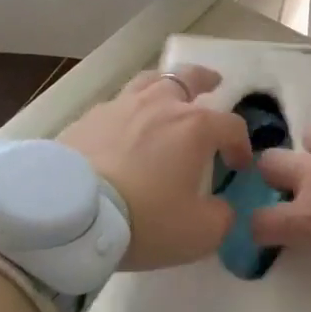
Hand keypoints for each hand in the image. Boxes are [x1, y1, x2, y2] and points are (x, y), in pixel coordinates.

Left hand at [59, 65, 254, 270]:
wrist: (69, 215)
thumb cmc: (145, 218)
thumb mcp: (198, 233)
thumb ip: (221, 218)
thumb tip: (220, 209)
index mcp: (194, 127)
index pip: (230, 125)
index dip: (241, 144)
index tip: (238, 166)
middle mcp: (159, 106)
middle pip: (188, 78)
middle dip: (205, 80)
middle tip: (213, 82)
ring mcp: (119, 107)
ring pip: (148, 82)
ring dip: (164, 85)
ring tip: (166, 94)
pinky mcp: (85, 119)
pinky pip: (115, 105)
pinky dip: (128, 111)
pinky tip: (123, 126)